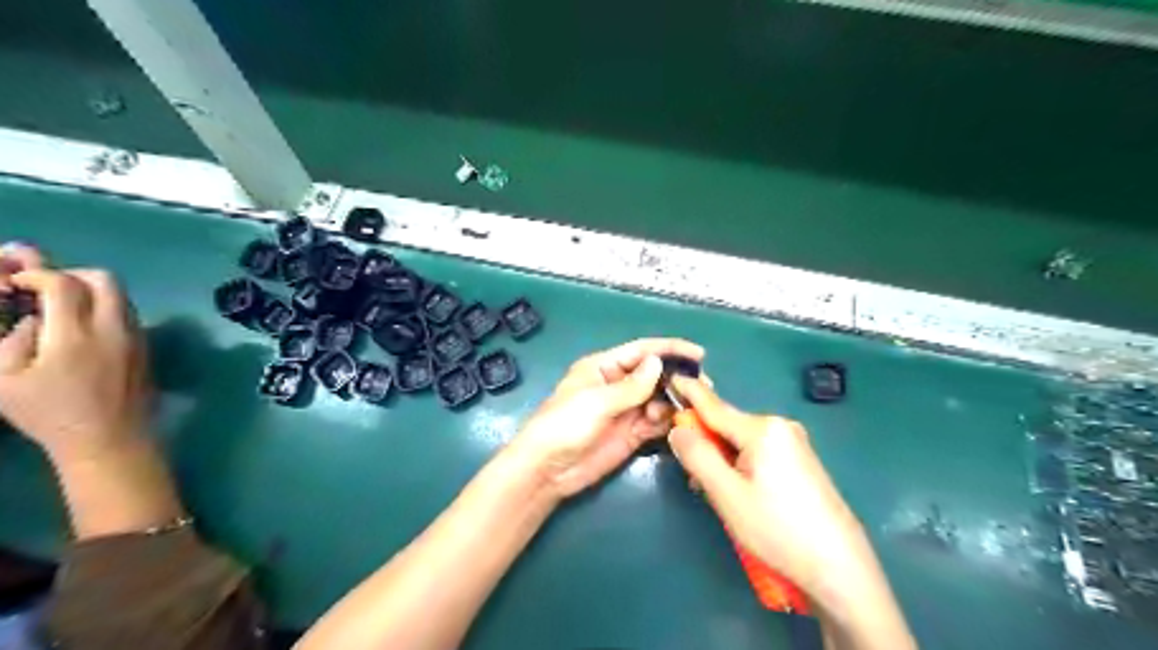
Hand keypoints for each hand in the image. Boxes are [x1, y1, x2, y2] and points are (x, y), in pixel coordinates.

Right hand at [0, 244, 150, 460]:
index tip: (19, 283)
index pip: (65, 284)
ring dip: (94, 291)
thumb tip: (31, 319)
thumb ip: (10, 341)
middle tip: (47, 288)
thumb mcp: (4, 382)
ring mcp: (136, 336)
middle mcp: (113, 329)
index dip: (39, 275)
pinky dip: (108, 308)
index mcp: (75, 335)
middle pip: (105, 279)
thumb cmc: (51, 415)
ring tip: (65, 308)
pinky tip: (86, 327)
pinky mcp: (147, 346)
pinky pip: (130, 314)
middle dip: (73, 274)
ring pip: (122, 295)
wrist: (111, 437)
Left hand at [513, 341, 706, 496]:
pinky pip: (656, 422)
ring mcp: (625, 410)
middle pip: (654, 375)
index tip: (698, 354)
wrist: (547, 470)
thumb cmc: (564, 425)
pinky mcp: (631, 433)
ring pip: (658, 399)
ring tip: (691, 409)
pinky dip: (668, 421)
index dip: (669, 349)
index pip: (641, 351)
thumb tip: (658, 362)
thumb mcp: (597, 401)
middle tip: (703, 387)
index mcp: (603, 367)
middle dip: (677, 378)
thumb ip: (631, 386)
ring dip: (674, 402)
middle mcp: (617, 385)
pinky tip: (678, 424)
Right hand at [661, 375, 867, 597]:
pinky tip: (742, 495)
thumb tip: (678, 429)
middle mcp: (780, 426)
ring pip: (741, 442)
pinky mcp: (801, 461)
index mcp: (762, 429)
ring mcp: (794, 443)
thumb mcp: (727, 494)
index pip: (714, 405)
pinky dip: (741, 466)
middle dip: (706, 444)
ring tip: (720, 496)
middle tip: (695, 480)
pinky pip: (758, 453)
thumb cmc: (778, 529)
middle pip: (727, 426)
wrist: (840, 567)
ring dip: (722, 460)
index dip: (689, 392)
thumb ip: (698, 456)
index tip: (670, 378)